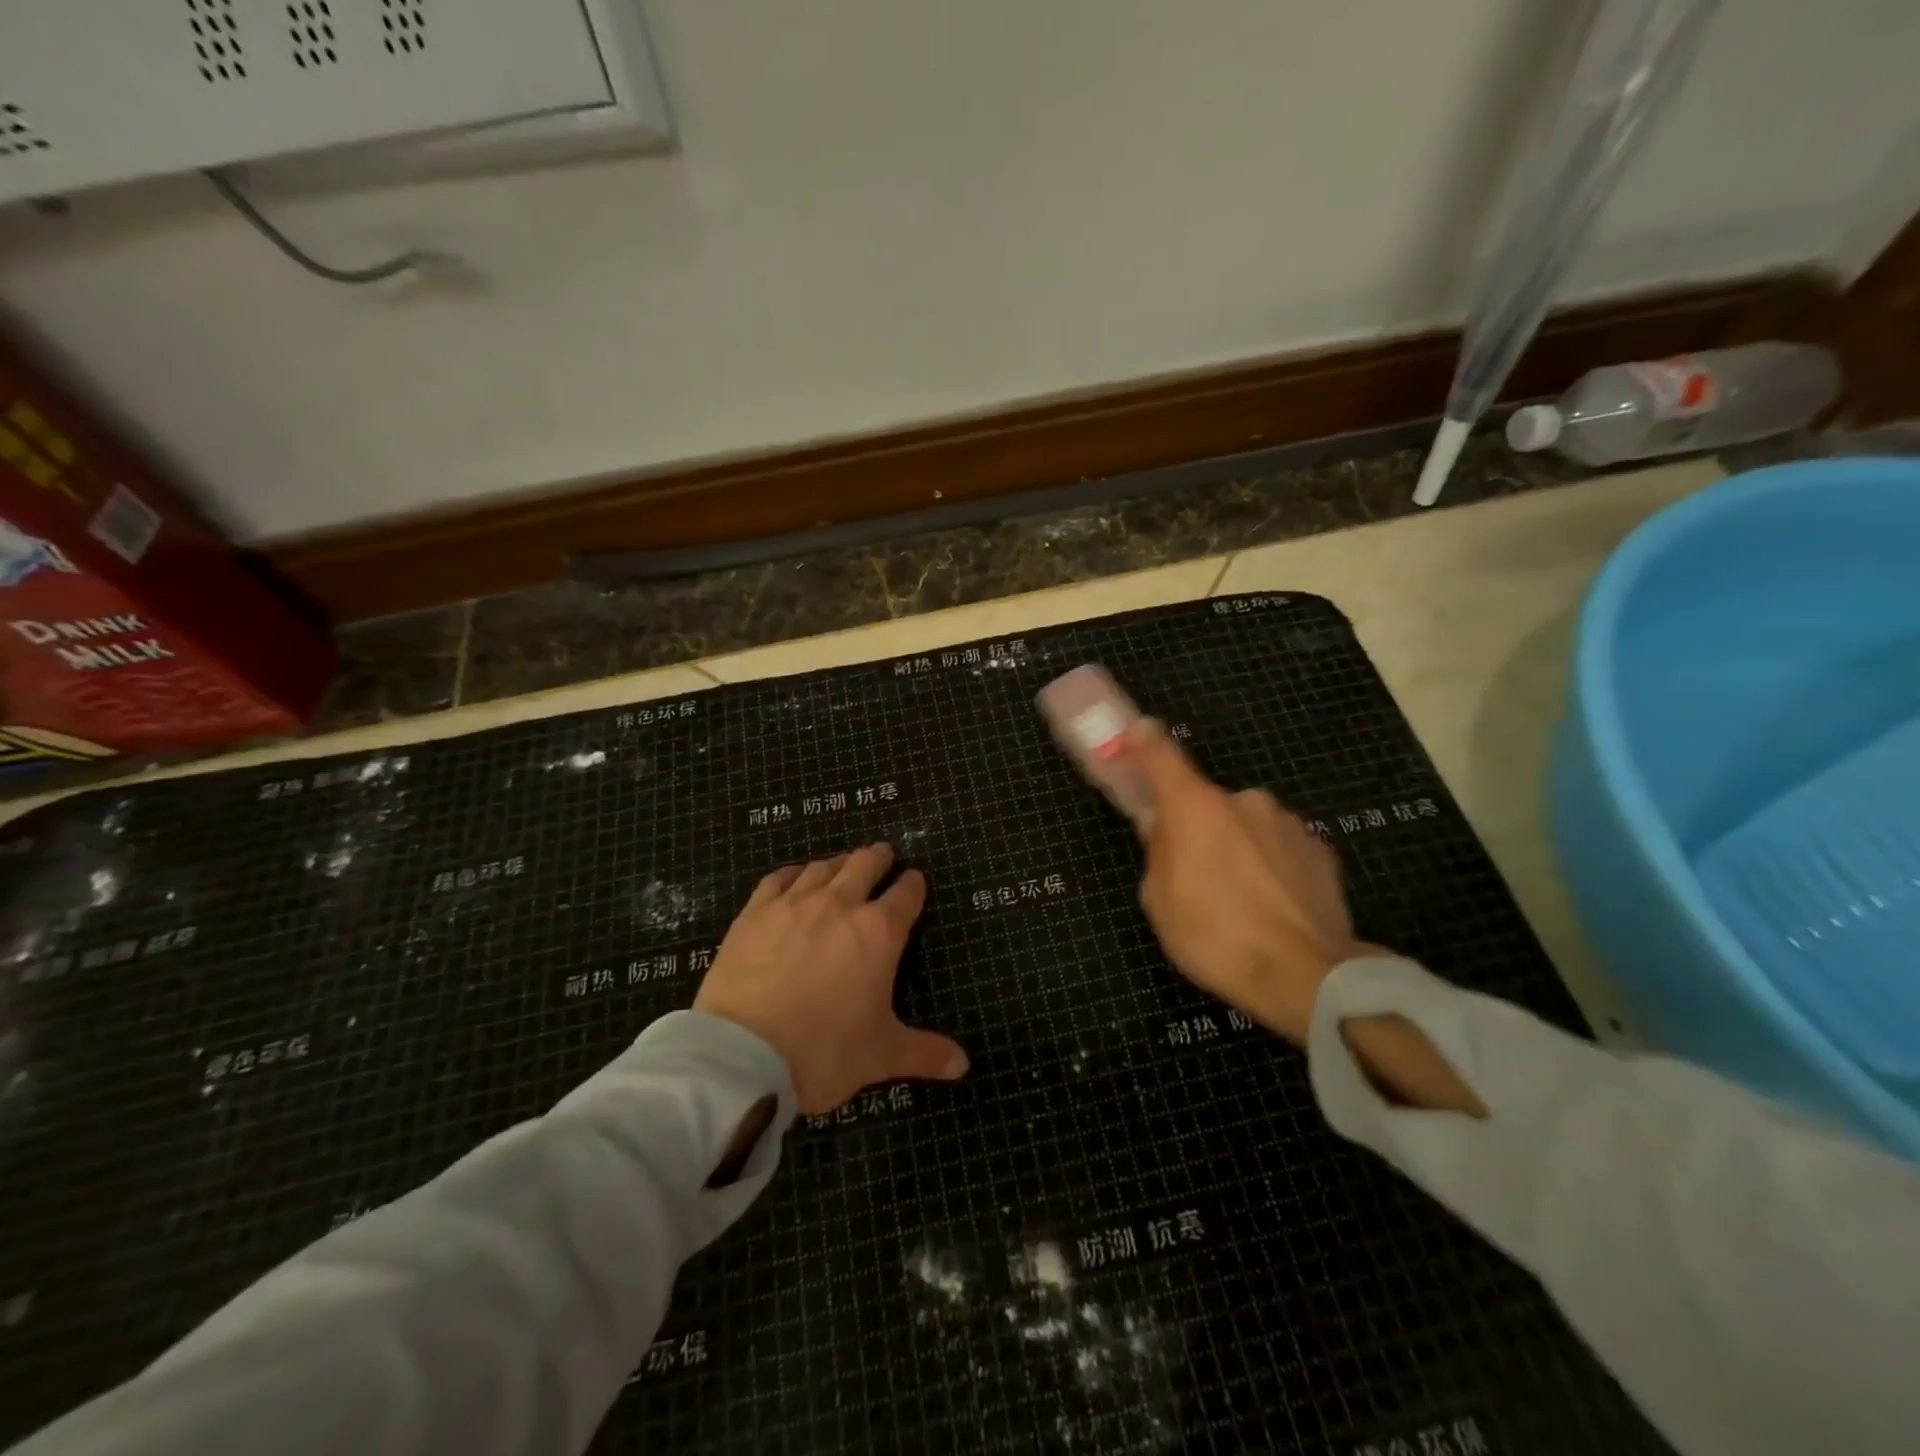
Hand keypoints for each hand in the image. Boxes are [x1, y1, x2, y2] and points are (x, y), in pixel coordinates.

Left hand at [693, 843, 968, 1114]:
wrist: (742, 1055)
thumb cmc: (824, 1052)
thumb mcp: (881, 1055)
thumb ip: (924, 1052)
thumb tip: (963, 1064)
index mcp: (879, 932)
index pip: (906, 893)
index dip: (914, 884)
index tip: (915, 881)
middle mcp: (840, 904)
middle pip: (866, 863)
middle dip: (880, 857)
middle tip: (884, 856)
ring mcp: (794, 903)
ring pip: (824, 866)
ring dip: (840, 863)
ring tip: (843, 866)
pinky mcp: (755, 912)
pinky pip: (780, 877)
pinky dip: (795, 873)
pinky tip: (795, 878)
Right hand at [1118, 720, 1364, 1044]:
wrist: (1307, 976)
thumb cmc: (1215, 938)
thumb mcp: (1159, 900)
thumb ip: (1159, 853)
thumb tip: (1167, 833)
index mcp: (1193, 807)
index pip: (1160, 754)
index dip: (1142, 741)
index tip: (1134, 735)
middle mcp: (1242, 800)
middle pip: (1205, 802)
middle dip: (1196, 827)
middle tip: (1194, 872)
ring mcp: (1286, 821)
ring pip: (1245, 825)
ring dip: (1236, 847)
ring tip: (1241, 899)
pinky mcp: (1320, 848)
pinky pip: (1278, 847)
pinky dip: (1269, 865)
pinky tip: (1272, 905)